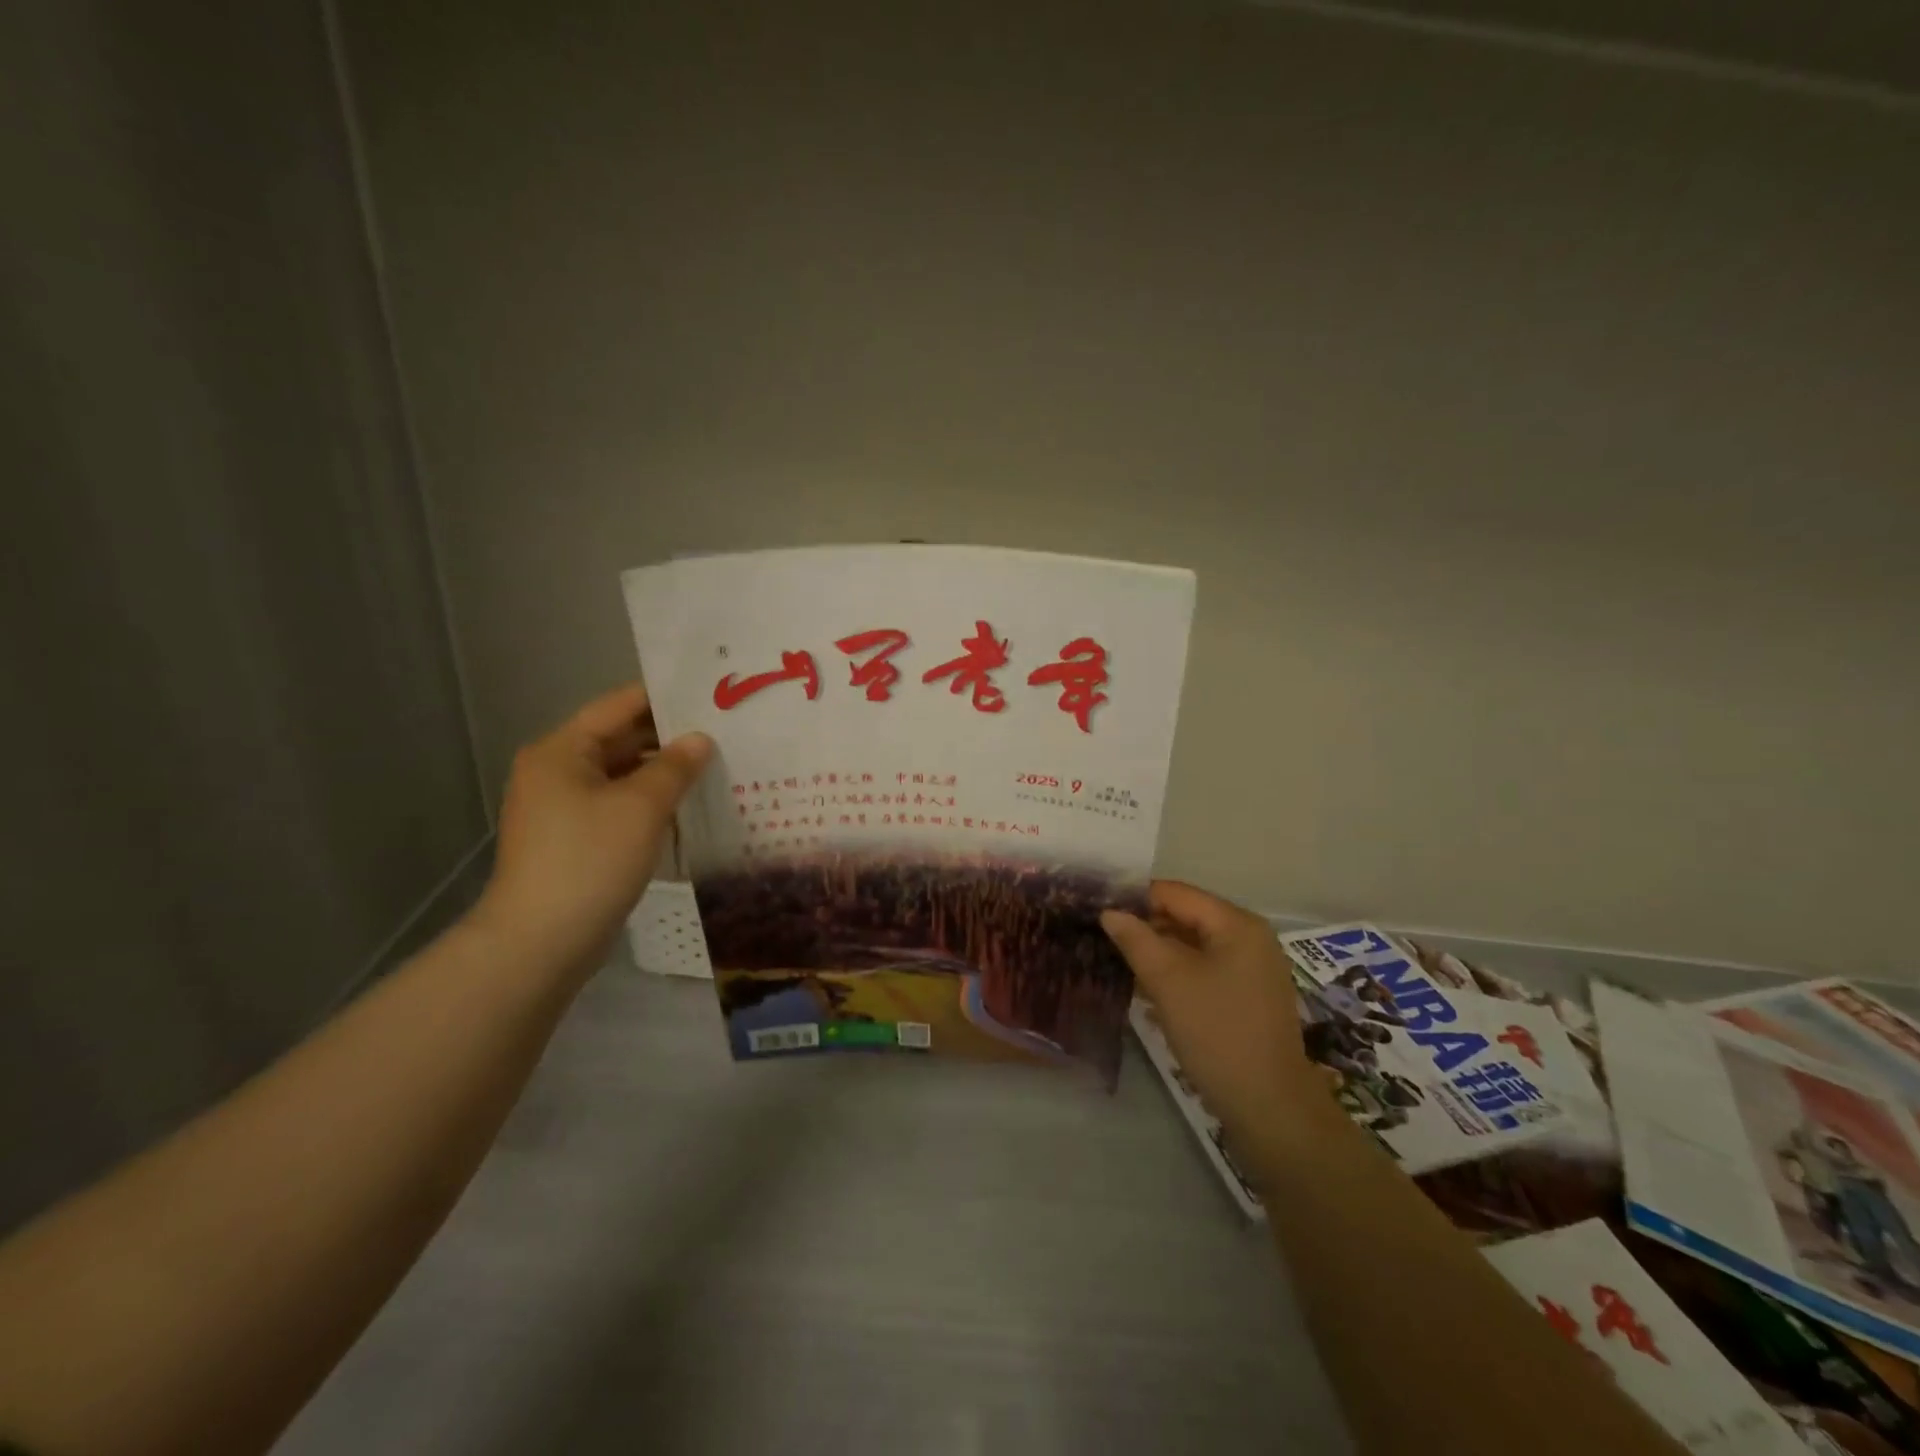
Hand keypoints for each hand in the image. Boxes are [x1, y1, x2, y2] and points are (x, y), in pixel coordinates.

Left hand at [471, 684, 712, 980]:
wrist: (540, 942)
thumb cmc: (590, 861)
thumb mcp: (641, 807)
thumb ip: (675, 767)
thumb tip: (700, 740)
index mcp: (562, 751)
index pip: (618, 706)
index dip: (664, 698)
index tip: (710, 695)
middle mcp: (556, 771)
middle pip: (619, 739)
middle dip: (669, 737)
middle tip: (723, 732)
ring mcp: (562, 808)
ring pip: (621, 775)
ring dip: (662, 772)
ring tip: (715, 766)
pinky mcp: (574, 839)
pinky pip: (617, 806)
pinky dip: (649, 802)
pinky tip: (688, 806)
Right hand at [1102, 882, 1318, 1139]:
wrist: (1270, 1107)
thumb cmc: (1217, 1032)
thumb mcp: (1168, 980)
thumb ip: (1135, 939)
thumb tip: (1110, 912)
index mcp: (1236, 923)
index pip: (1175, 893)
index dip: (1134, 897)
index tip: (1096, 907)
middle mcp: (1249, 937)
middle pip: (1186, 916)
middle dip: (1144, 925)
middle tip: (1100, 935)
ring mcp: (1252, 968)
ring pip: (1193, 945)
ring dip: (1157, 951)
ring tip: (1116, 958)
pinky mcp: (1248, 996)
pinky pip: (1204, 969)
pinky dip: (1176, 972)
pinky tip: (1146, 987)